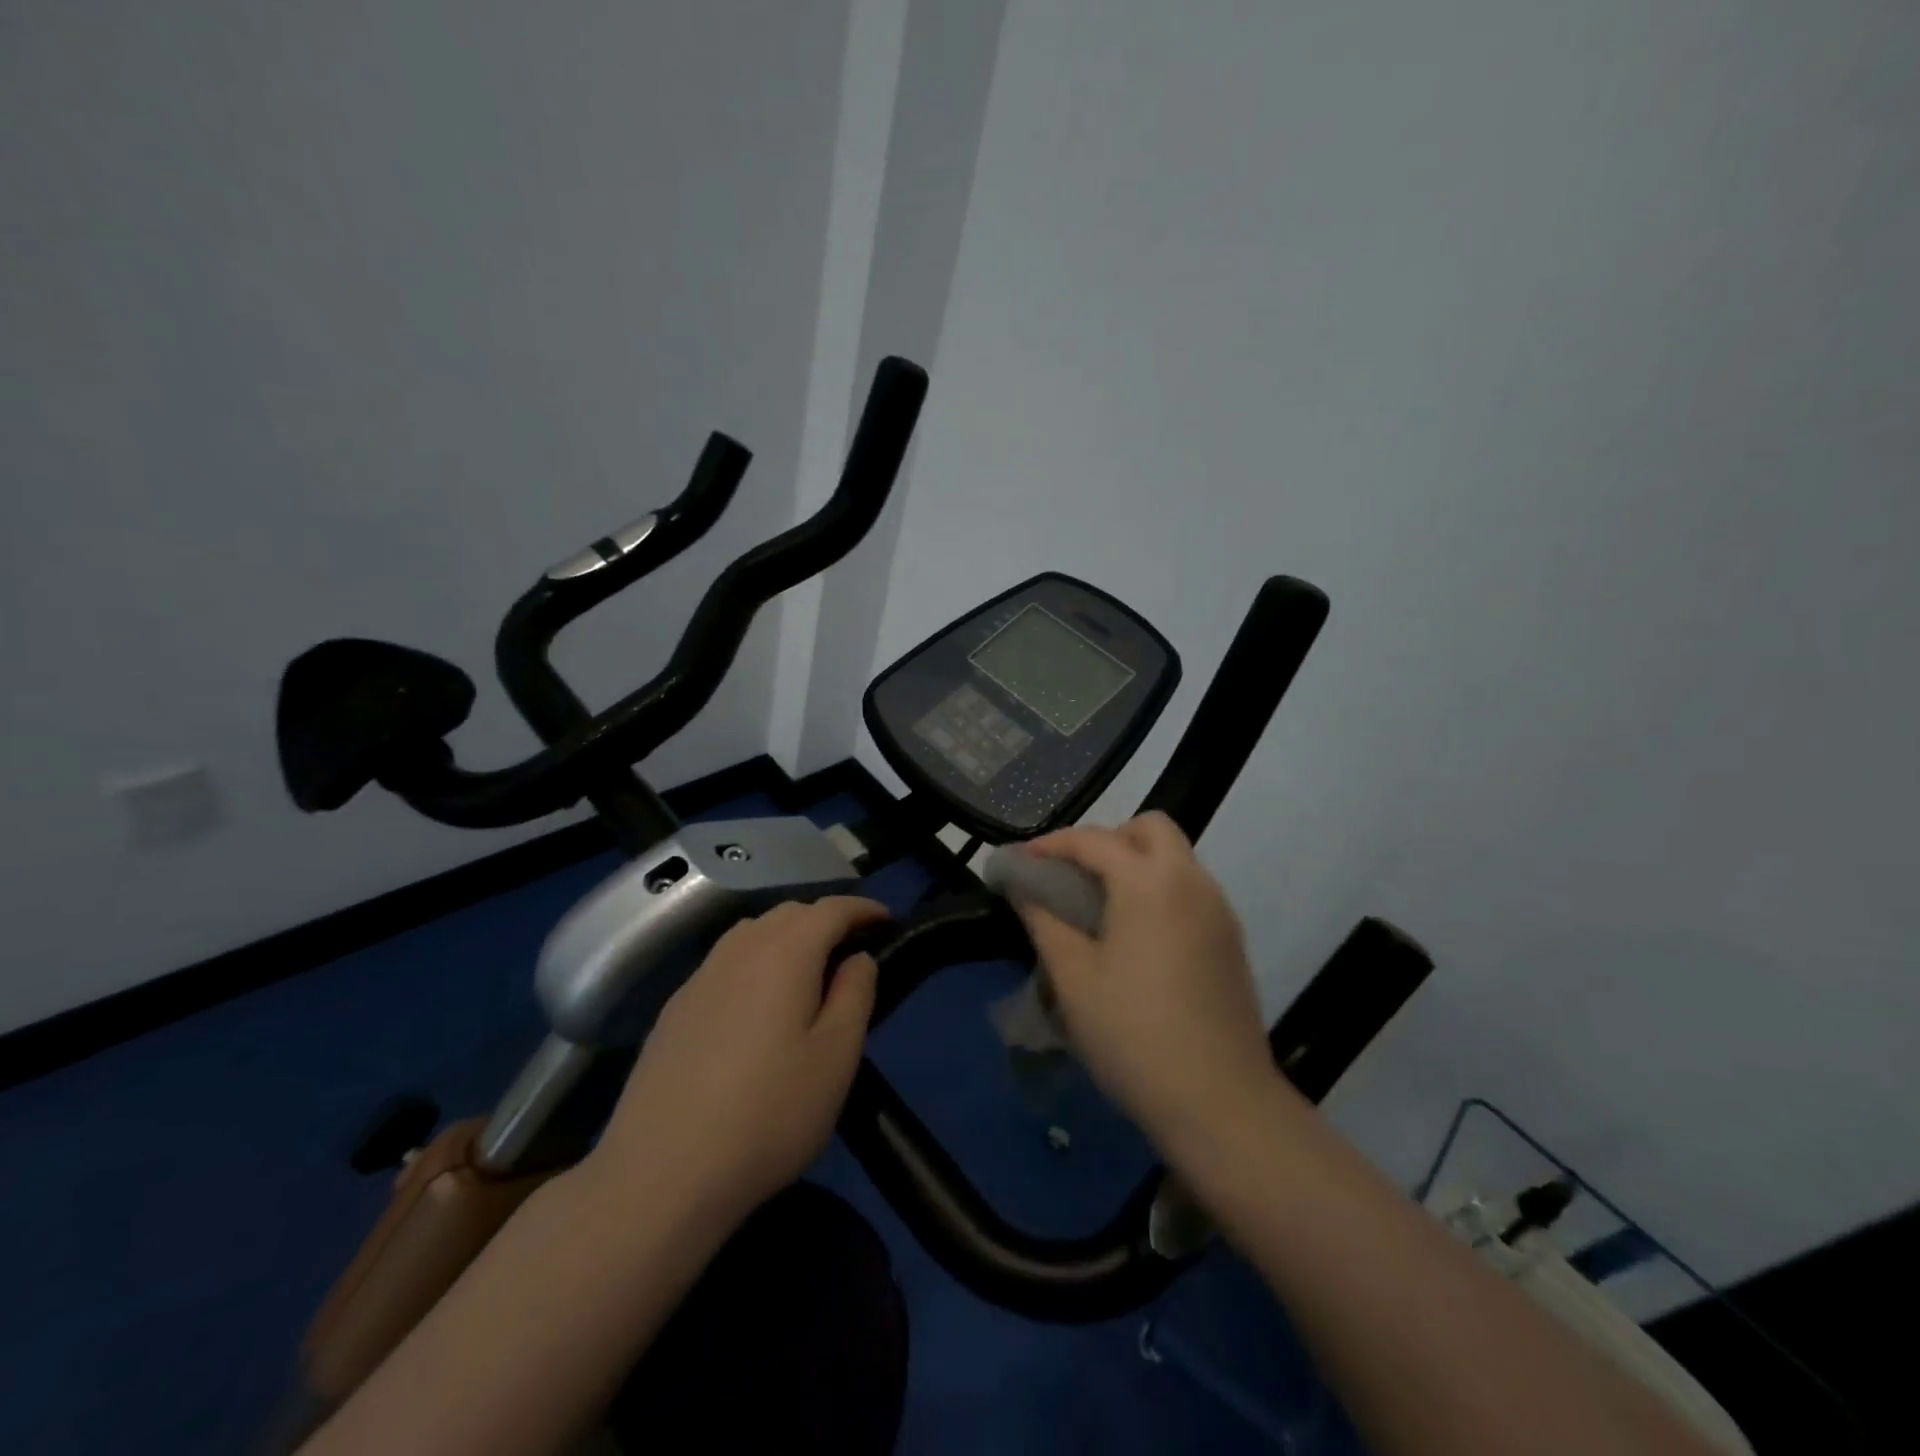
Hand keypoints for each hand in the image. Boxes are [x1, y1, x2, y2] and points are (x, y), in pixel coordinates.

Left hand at [588, 895, 889, 1223]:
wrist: (660, 1174)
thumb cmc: (768, 1114)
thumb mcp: (836, 1057)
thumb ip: (855, 994)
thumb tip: (858, 957)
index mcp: (785, 952)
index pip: (831, 909)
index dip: (863, 909)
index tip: (888, 920)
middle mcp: (739, 949)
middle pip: (789, 914)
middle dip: (826, 921)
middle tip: (852, 952)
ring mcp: (700, 977)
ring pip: (752, 934)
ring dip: (788, 939)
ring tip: (809, 975)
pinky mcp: (674, 1008)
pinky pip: (725, 963)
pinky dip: (755, 963)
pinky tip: (757, 1007)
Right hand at [1014, 813, 1276, 1150]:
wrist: (1221, 1103)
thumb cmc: (1133, 1035)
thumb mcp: (1073, 977)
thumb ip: (1044, 919)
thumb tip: (1023, 885)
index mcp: (1149, 882)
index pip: (1093, 840)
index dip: (1051, 844)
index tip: (1020, 861)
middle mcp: (1191, 881)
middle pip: (1150, 828)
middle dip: (1106, 839)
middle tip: (1072, 876)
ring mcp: (1218, 910)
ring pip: (1174, 857)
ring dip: (1135, 862)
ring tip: (1097, 906)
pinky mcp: (1231, 939)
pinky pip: (1190, 889)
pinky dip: (1158, 889)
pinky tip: (1135, 936)